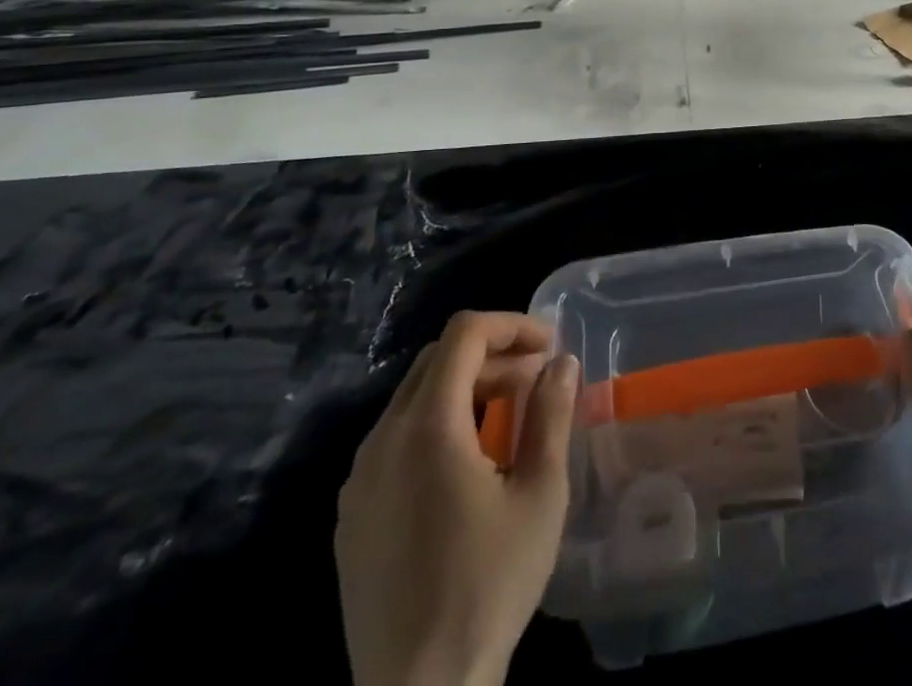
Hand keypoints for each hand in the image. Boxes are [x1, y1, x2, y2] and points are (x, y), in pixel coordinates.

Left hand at [335, 311, 578, 685]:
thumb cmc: (488, 586)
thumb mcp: (540, 494)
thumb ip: (551, 414)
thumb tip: (560, 362)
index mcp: (427, 426)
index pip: (464, 334)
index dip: (511, 325)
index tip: (550, 346)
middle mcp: (382, 440)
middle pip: (437, 360)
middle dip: (492, 355)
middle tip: (537, 379)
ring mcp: (359, 480)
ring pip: (414, 399)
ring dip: (465, 389)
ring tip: (510, 418)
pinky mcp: (351, 516)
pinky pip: (395, 441)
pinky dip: (437, 425)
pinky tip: (468, 466)